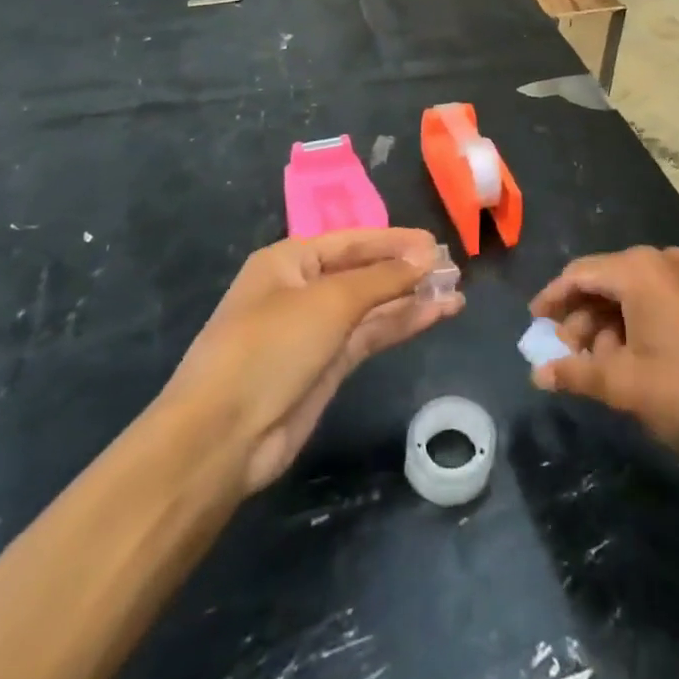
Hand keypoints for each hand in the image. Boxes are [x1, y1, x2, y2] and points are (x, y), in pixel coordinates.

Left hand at [171, 228, 462, 493]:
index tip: (436, 244)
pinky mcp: (327, 366)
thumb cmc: (270, 347)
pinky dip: (401, 324)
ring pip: (372, 306)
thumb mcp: (329, 302)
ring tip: (456, 292)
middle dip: (407, 270)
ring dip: (411, 298)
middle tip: (454, 269)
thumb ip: (382, 278)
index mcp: (289, 261)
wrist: (222, 437)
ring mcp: (315, 330)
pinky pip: (370, 335)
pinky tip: (435, 315)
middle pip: (365, 272)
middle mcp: (302, 290)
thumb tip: (427, 256)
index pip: (353, 241)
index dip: (395, 241)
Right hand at [529, 246, 678, 473]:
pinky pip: (654, 302)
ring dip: (606, 328)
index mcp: (639, 269)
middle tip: (565, 357)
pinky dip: (633, 328)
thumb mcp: (626, 384)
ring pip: (629, 294)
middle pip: (604, 281)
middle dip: (580, 319)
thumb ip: (576, 372)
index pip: (580, 273)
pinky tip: (628, 363)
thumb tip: (539, 374)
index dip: (552, 299)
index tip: (532, 325)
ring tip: (597, 369)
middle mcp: (662, 262)